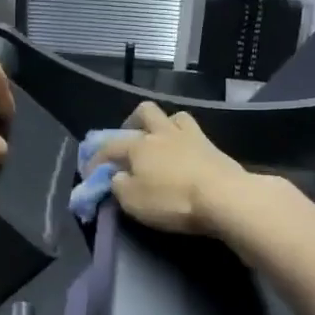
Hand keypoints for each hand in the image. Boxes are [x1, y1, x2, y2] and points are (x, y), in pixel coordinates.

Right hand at [88, 102, 252, 234]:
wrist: (224, 197)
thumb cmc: (172, 200)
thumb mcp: (133, 201)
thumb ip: (119, 186)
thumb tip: (117, 177)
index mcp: (138, 146)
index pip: (109, 147)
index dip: (96, 159)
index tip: (90, 173)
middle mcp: (161, 133)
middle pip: (145, 112)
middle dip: (132, 122)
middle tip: (130, 140)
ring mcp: (190, 136)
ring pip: (173, 116)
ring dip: (164, 125)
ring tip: (161, 142)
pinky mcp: (213, 147)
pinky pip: (194, 132)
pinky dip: (185, 139)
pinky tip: (185, 152)